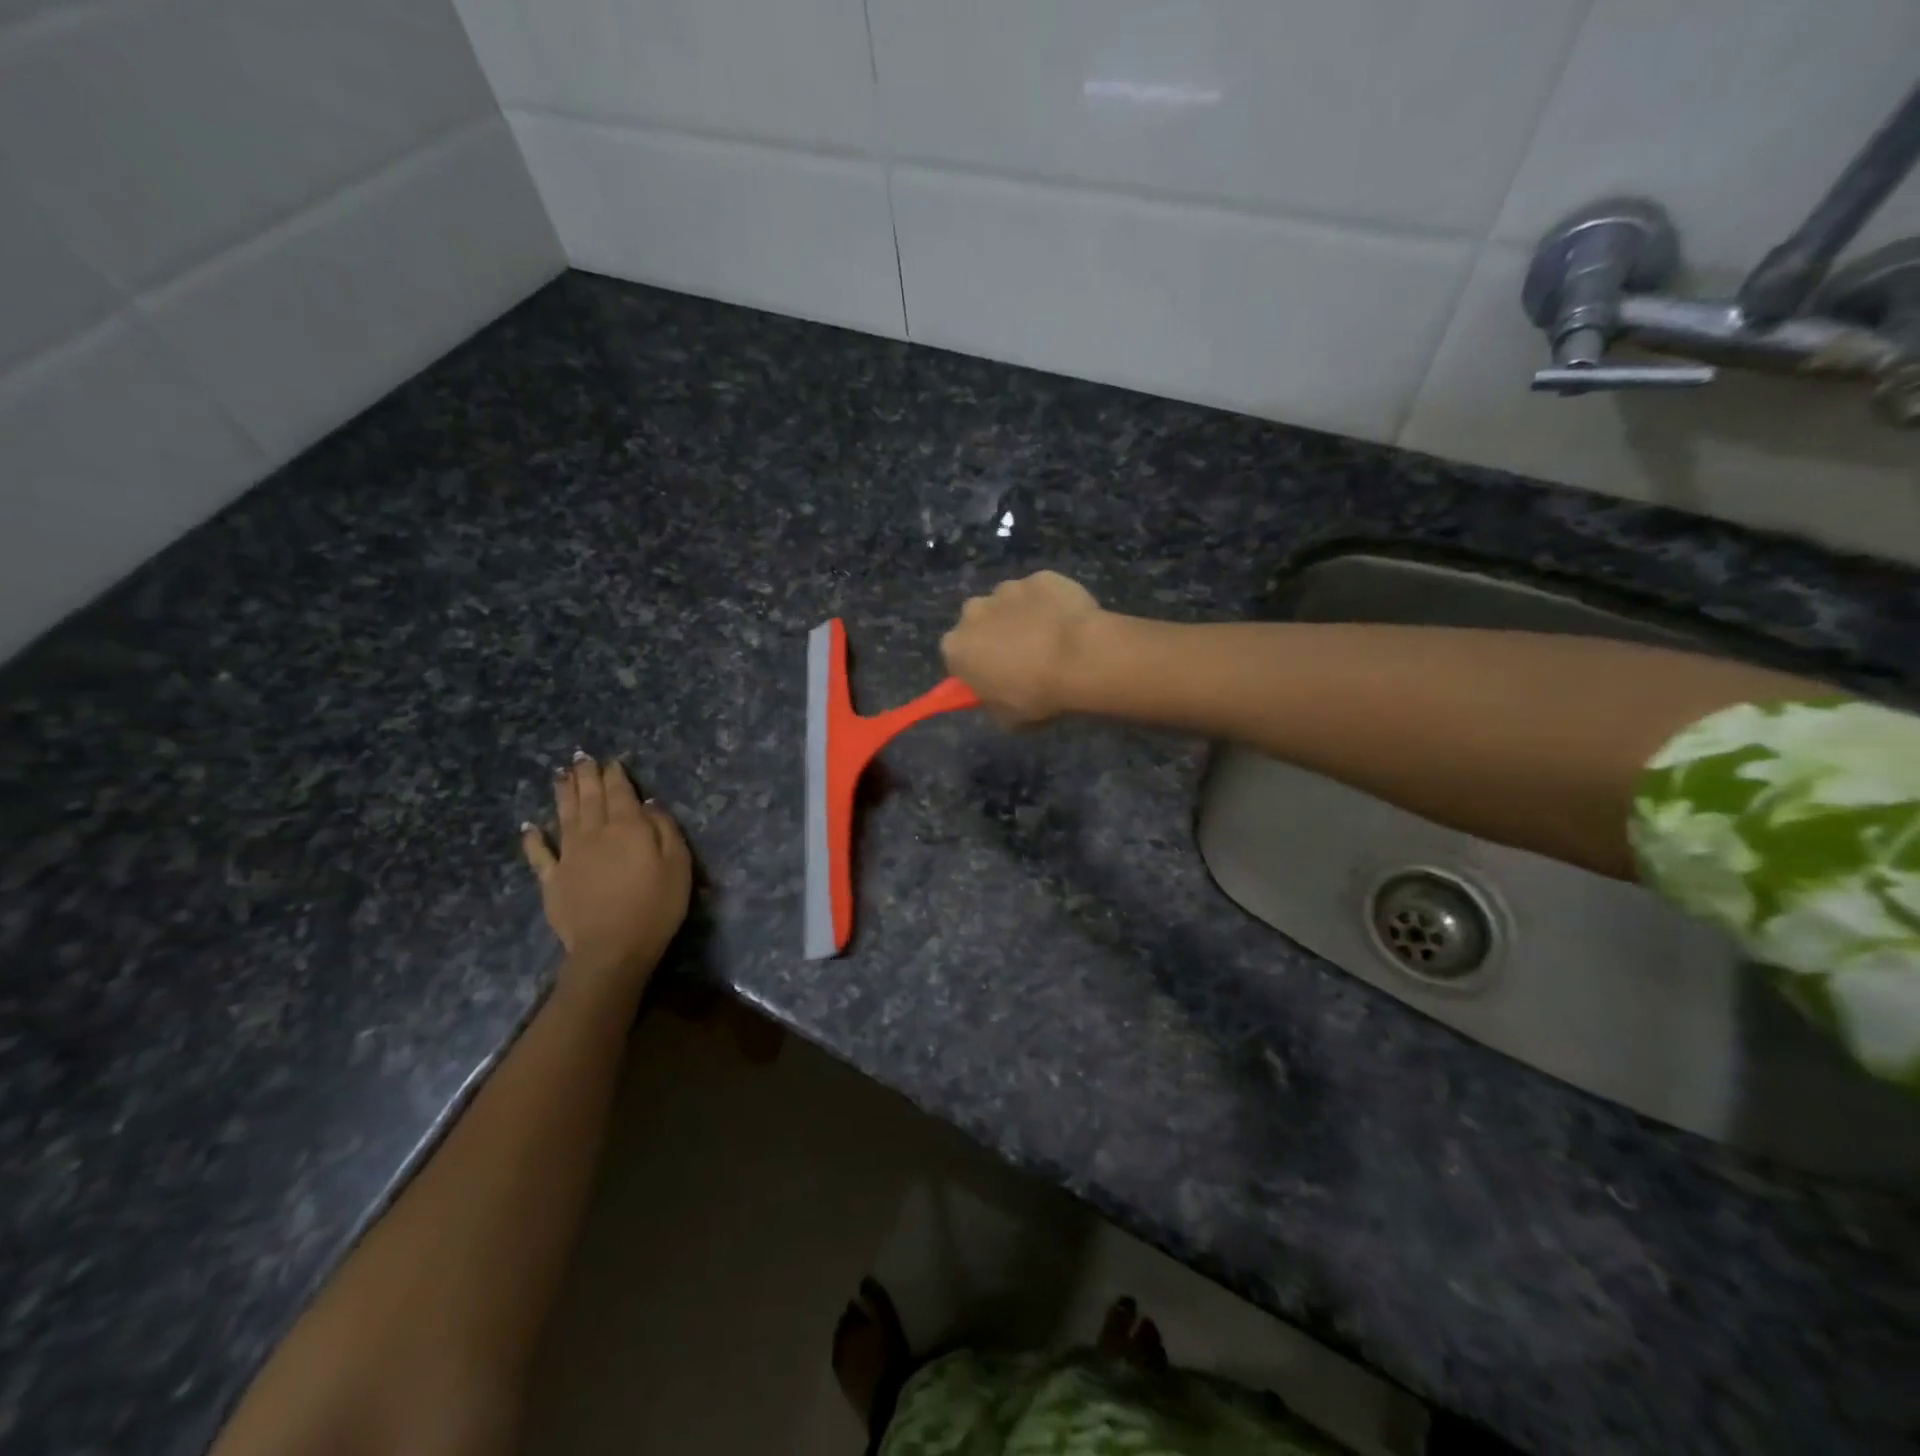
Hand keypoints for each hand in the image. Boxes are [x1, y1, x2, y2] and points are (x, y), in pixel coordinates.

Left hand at [521, 754, 691, 999]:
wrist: (612, 948)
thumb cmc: (655, 905)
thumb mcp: (678, 864)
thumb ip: (665, 829)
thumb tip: (649, 804)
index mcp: (627, 827)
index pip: (620, 792)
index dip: (615, 775)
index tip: (612, 761)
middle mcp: (594, 833)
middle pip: (589, 798)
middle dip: (586, 776)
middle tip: (581, 758)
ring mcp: (569, 856)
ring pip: (564, 816)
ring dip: (562, 794)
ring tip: (560, 775)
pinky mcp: (552, 880)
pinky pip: (539, 854)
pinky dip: (532, 839)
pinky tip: (528, 826)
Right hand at [941, 571, 1104, 725]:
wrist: (1081, 658)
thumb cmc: (1038, 694)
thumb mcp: (1007, 718)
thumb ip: (994, 702)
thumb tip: (998, 694)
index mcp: (957, 647)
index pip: (958, 657)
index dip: (976, 667)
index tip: (995, 677)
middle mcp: (973, 611)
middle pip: (979, 622)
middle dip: (994, 635)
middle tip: (1023, 657)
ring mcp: (1007, 589)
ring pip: (1009, 603)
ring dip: (1022, 616)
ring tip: (1051, 639)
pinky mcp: (1040, 577)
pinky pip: (1041, 593)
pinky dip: (1049, 604)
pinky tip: (1068, 623)